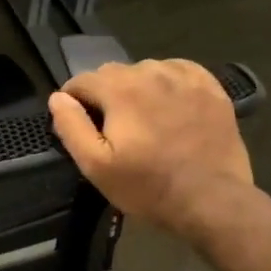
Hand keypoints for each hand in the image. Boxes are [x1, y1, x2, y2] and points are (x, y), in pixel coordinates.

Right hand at [47, 59, 253, 243]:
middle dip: (104, 95)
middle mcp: (151, 72)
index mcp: (120, 89)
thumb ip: (72, 126)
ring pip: (145, 70)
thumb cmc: (148, 187)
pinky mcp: (211, 88)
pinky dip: (167, 82)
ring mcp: (185, 78)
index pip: (81, 80)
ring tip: (142, 119)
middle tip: (112, 129)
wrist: (212, 200)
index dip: (73, 101)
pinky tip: (169, 105)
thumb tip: (58, 98)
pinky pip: (179, 71)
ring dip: (136, 88)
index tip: (80, 125)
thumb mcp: (96, 166)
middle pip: (112, 72)